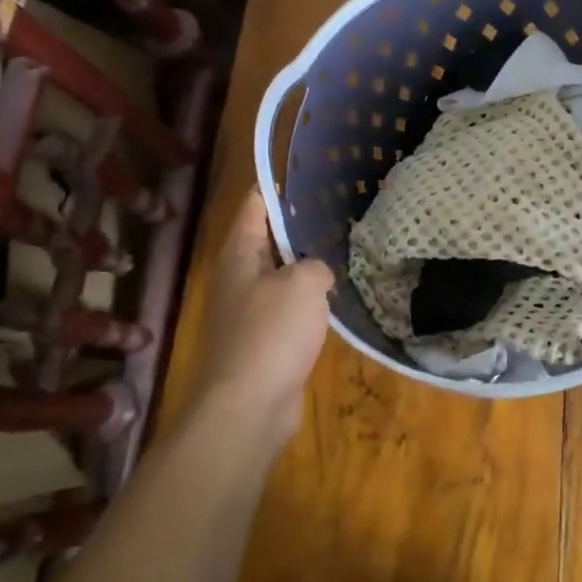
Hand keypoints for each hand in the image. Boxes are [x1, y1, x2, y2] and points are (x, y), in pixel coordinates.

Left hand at [193, 188, 334, 439]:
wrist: (247, 407)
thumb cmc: (270, 333)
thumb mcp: (303, 284)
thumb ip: (315, 266)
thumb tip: (318, 275)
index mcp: (239, 256)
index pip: (254, 207)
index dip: (275, 189)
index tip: (303, 173)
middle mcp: (238, 280)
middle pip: (267, 242)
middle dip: (297, 228)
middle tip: (337, 211)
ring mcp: (248, 314)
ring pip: (281, 278)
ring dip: (306, 268)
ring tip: (342, 251)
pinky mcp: (263, 344)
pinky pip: (289, 312)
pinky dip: (309, 304)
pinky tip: (335, 301)